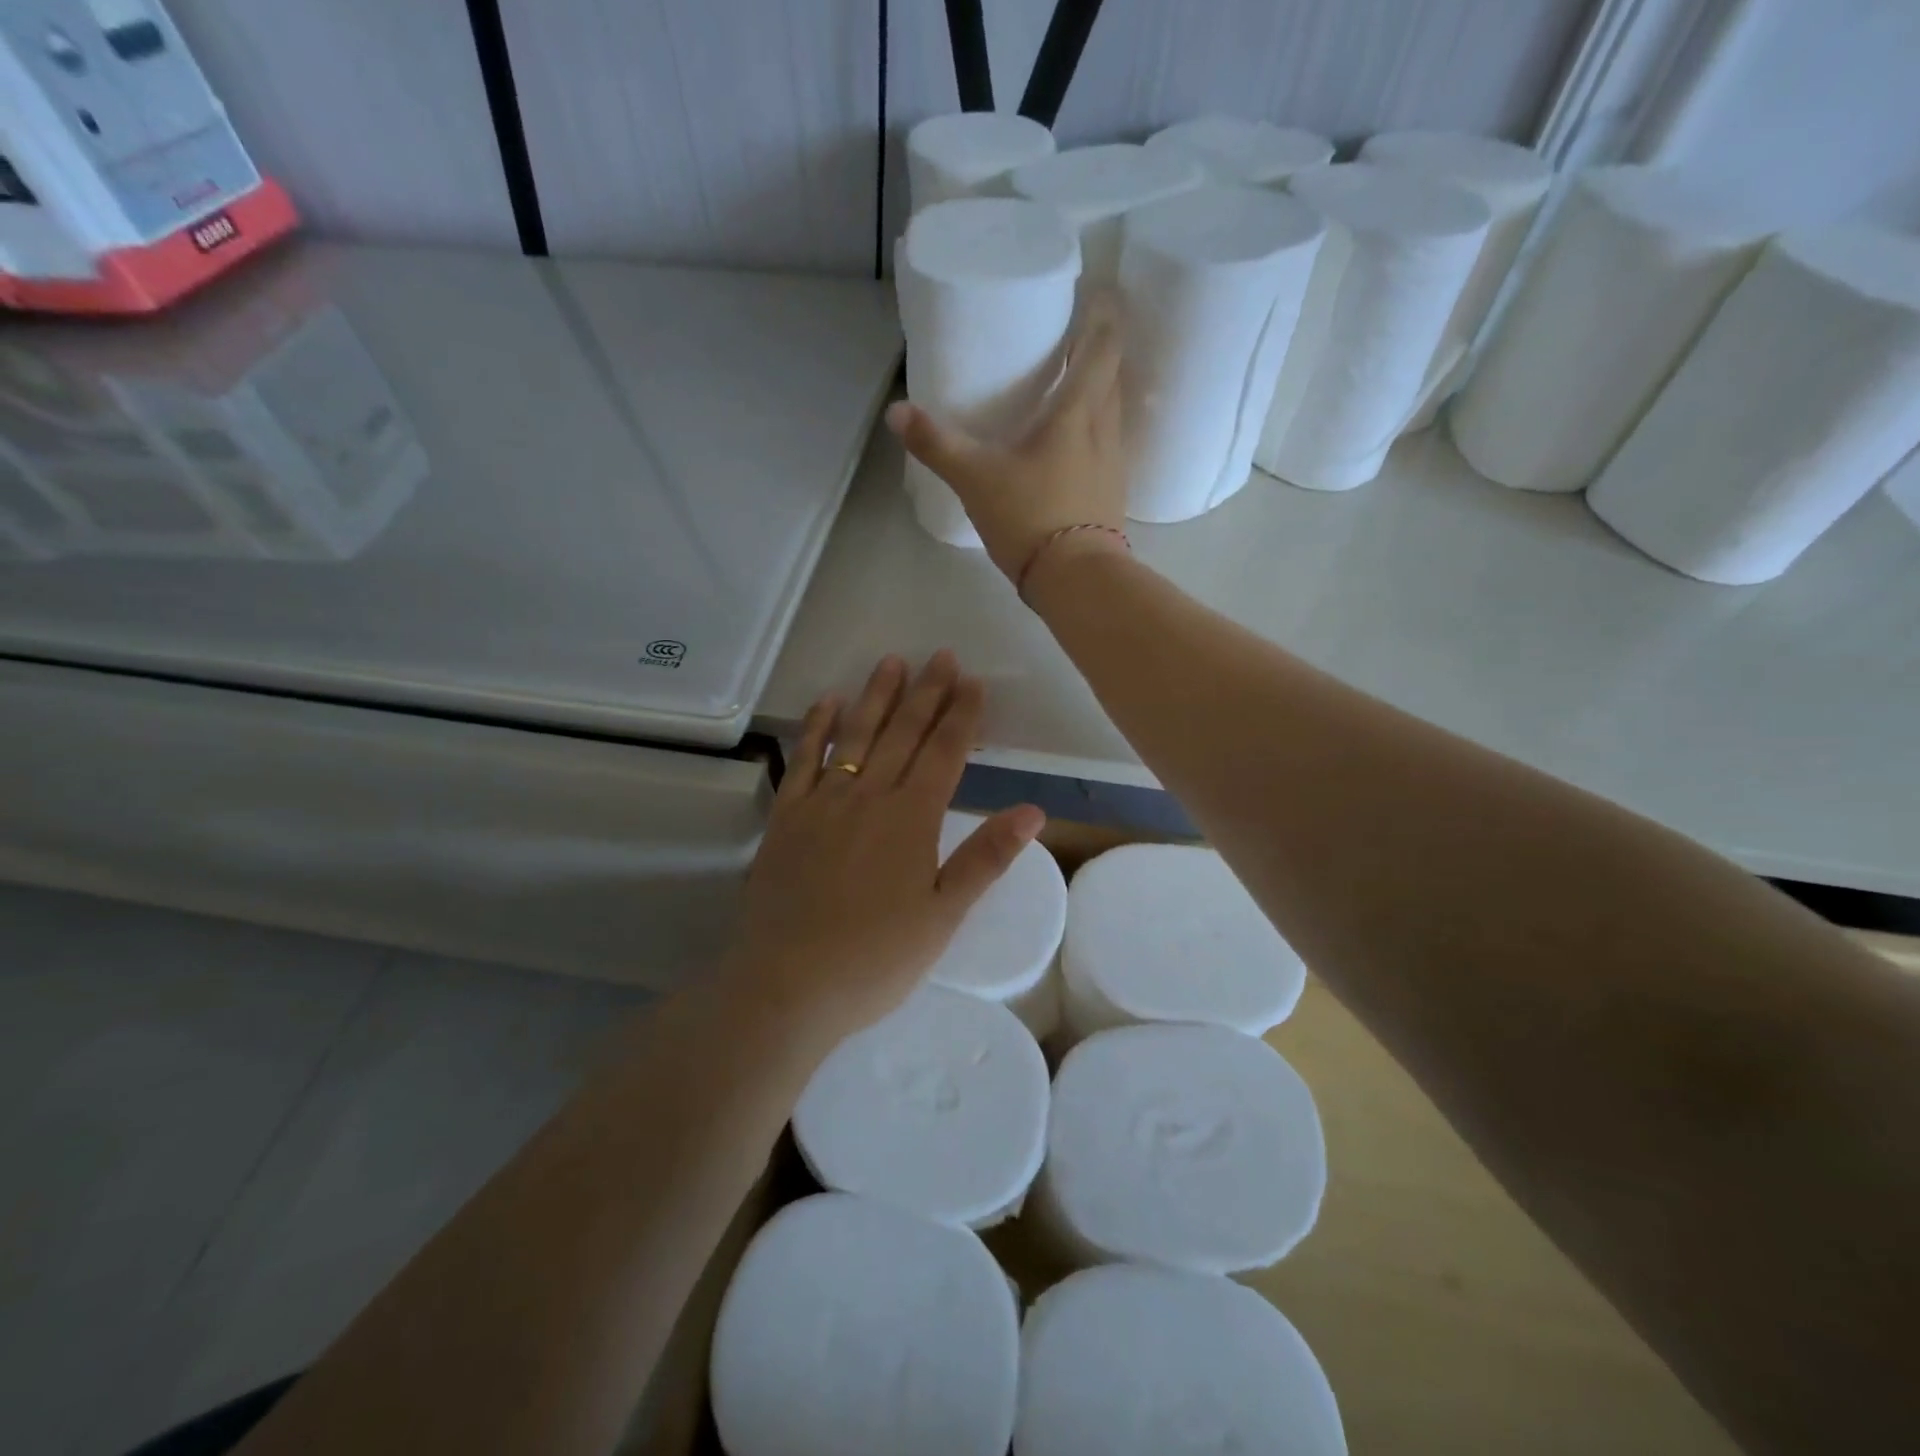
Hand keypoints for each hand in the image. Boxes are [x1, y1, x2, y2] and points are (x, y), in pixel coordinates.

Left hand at [718, 652, 1044, 1045]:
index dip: (962, 715)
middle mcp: (869, 797)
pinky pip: (804, 759)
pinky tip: (827, 701)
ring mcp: (823, 802)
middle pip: (903, 733)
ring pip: (855, 736)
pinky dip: (817, 727)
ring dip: (876, 696)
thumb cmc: (875, 959)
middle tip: (941, 655)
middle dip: (926, 692)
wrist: (786, 985)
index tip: (973, 681)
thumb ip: (986, 858)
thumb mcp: (943, 916)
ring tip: (892, 661)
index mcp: (912, 819)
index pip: (945, 753)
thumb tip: (1033, 810)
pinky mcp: (786, 817)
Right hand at [886, 298, 1128, 585]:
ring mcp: (1113, 466)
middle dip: (1096, 353)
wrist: (1076, 581)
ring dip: (1096, 395)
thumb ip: (937, 444)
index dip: (1103, 316)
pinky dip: (1091, 435)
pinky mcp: (1110, 497)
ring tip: (1067, 389)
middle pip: (1110, 377)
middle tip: (1069, 339)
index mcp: (1078, 413)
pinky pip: (1105, 450)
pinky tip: (1069, 449)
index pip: (1102, 348)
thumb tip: (897, 412)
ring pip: (1110, 415)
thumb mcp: (976, 478)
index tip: (1096, 294)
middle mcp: (1105, 431)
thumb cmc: (1031, 517)